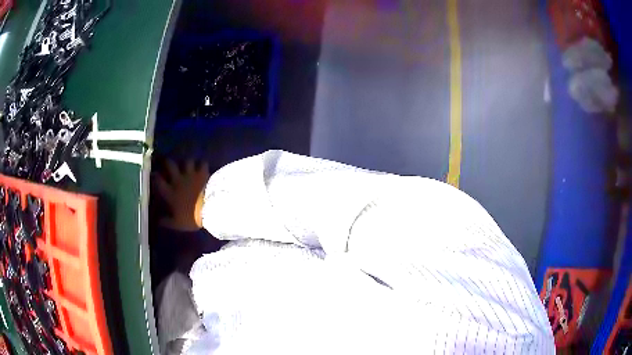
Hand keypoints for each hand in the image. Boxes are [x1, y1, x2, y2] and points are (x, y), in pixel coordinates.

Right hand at [155, 160, 209, 231]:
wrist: (208, 209)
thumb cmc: (191, 217)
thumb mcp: (177, 223)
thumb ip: (167, 221)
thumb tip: (158, 221)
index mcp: (170, 193)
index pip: (159, 181)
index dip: (156, 177)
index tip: (155, 174)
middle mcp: (178, 181)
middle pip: (170, 166)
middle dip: (168, 162)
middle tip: (168, 162)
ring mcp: (191, 175)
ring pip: (187, 162)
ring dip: (187, 163)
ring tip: (188, 164)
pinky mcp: (202, 173)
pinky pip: (202, 164)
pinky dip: (203, 165)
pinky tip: (203, 166)